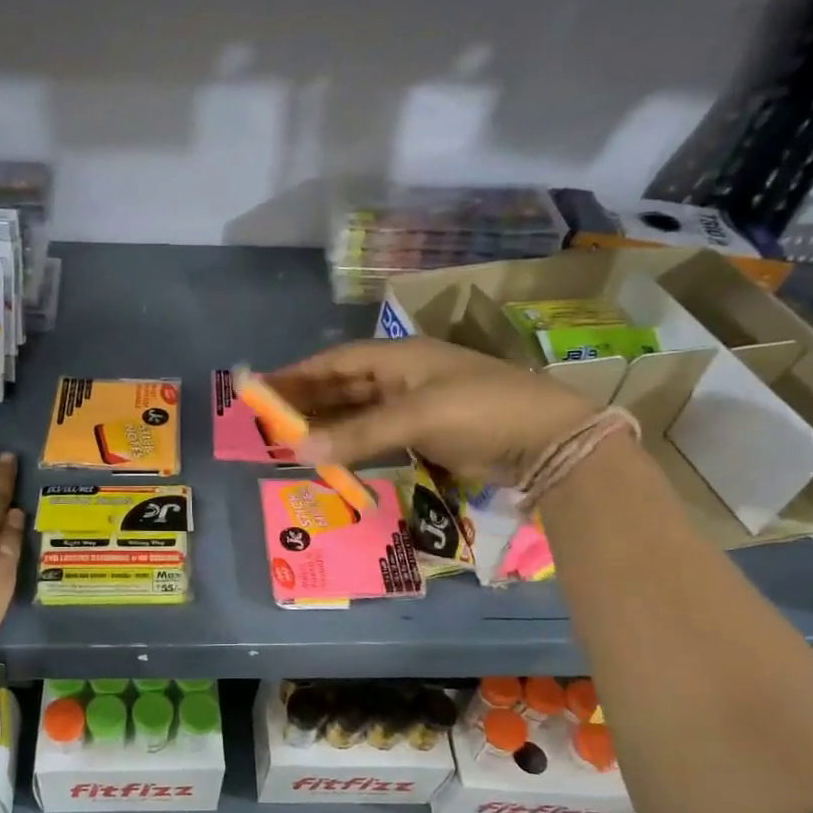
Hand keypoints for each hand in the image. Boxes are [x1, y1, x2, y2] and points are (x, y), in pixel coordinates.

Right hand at [268, 337, 598, 483]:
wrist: (550, 440)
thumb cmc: (482, 410)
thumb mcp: (418, 416)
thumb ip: (359, 434)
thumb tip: (299, 451)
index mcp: (401, 357)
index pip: (338, 360)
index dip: (299, 373)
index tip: (263, 387)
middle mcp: (403, 376)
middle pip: (343, 385)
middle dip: (307, 400)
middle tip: (267, 419)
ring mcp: (416, 405)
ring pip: (358, 411)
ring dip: (326, 424)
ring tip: (289, 439)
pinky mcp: (427, 433)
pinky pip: (376, 434)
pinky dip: (352, 443)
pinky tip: (330, 455)